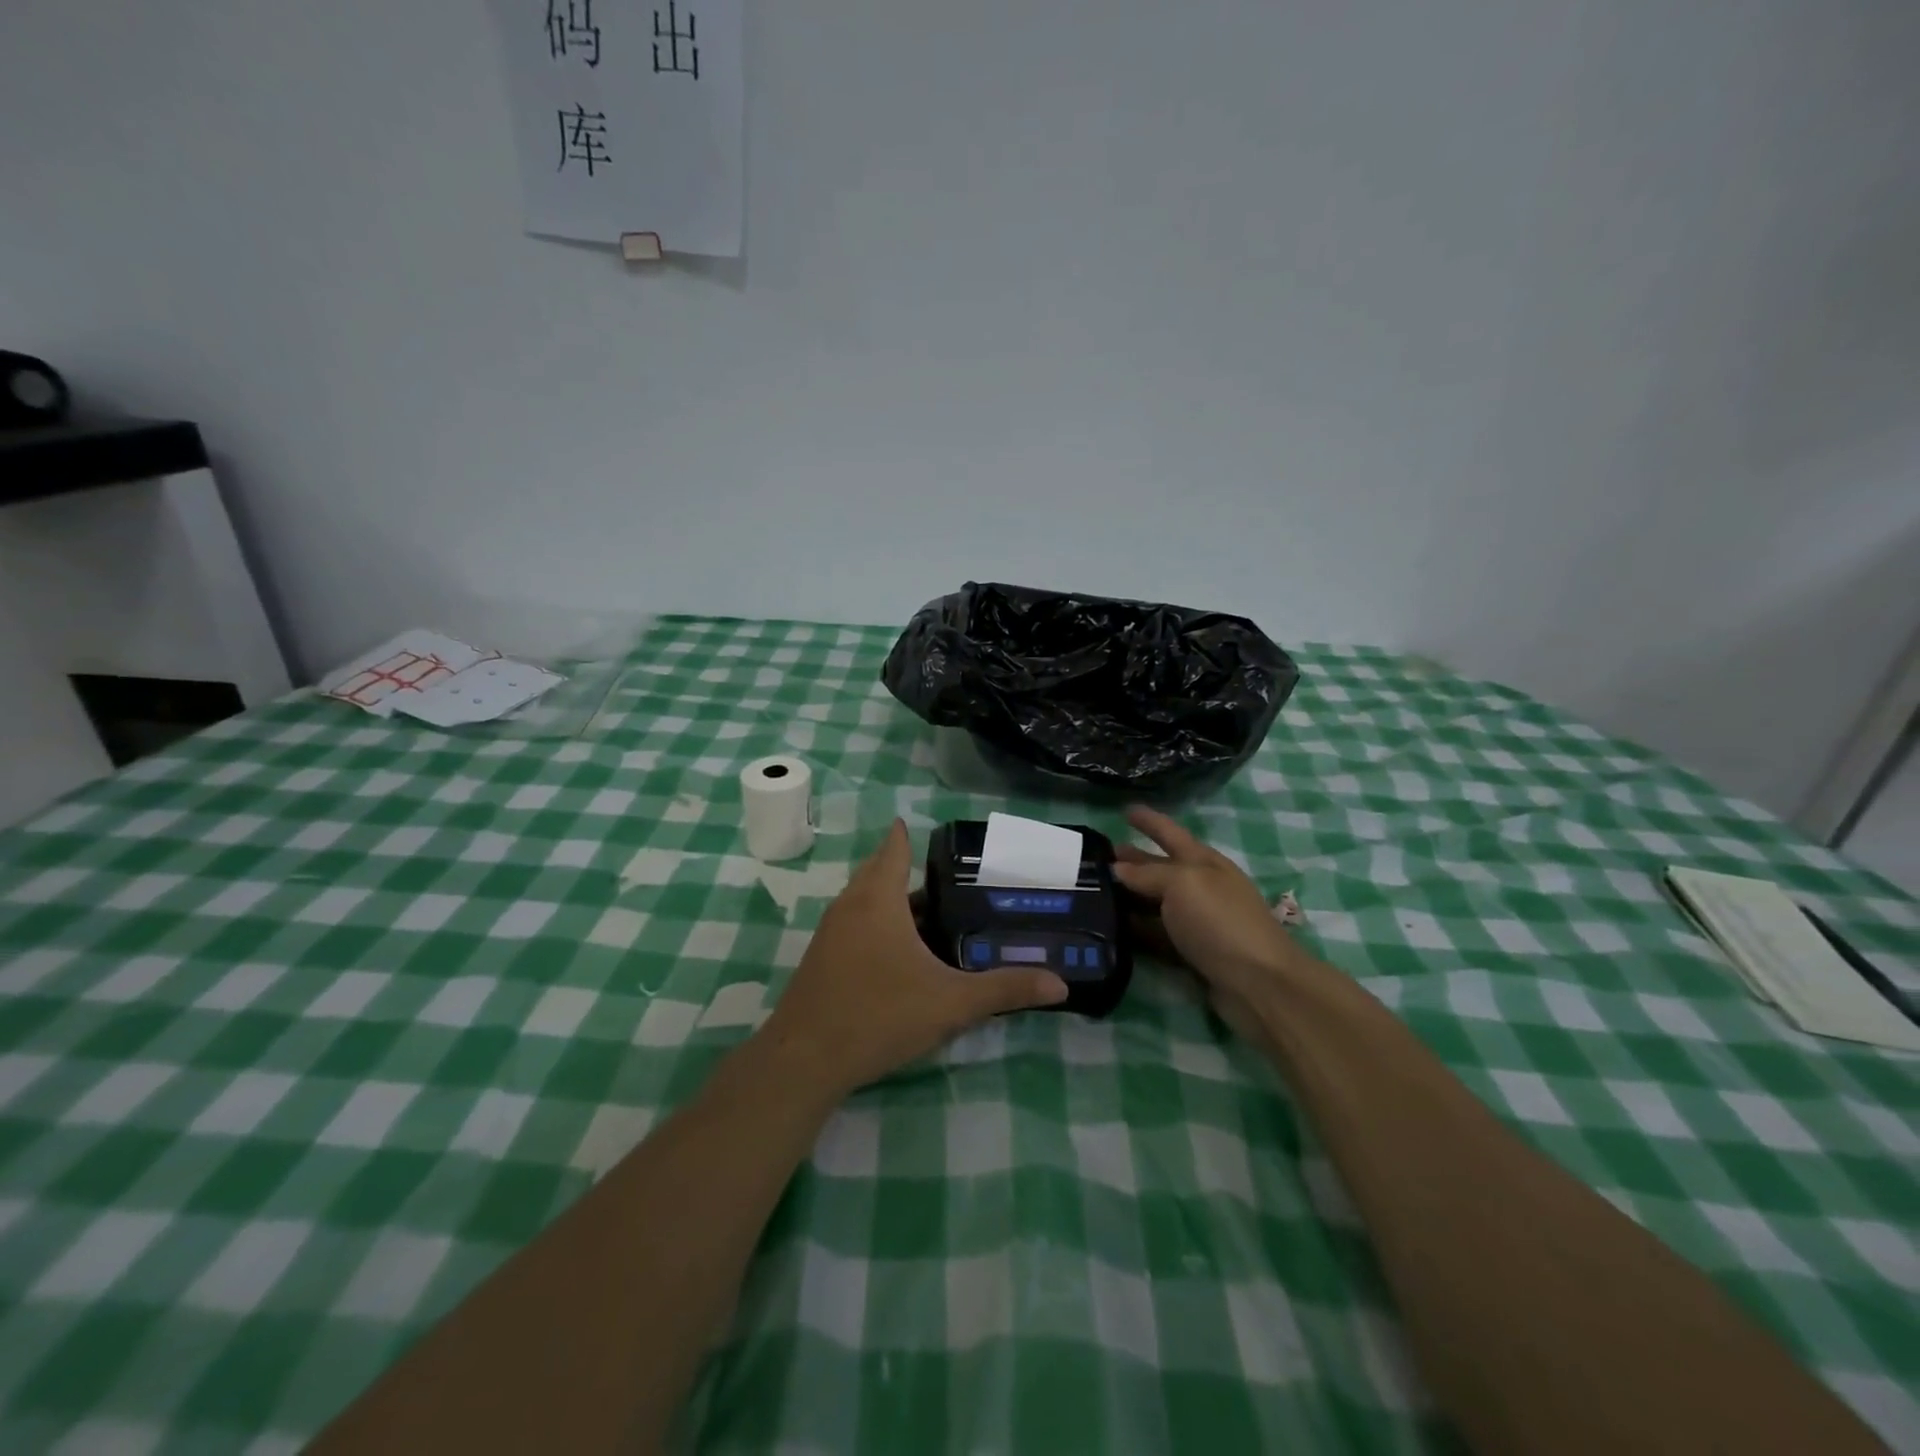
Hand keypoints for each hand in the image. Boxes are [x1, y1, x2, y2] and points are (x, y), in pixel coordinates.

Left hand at [759, 820, 1068, 1097]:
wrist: (804, 1061)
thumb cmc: (879, 1015)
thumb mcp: (950, 1003)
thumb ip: (1004, 989)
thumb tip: (1059, 985)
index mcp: (877, 900)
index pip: (893, 848)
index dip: (908, 835)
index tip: (932, 830)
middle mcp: (849, 906)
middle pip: (877, 871)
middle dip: (905, 868)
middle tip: (946, 876)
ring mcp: (829, 933)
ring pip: (863, 900)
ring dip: (891, 899)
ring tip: (929, 913)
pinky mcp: (820, 959)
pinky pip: (853, 925)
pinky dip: (876, 923)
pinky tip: (898, 953)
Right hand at [1112, 806, 1305, 1038]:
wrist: (1258, 983)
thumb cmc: (1220, 921)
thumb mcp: (1183, 884)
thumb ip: (1148, 873)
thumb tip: (1118, 868)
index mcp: (1203, 862)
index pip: (1170, 833)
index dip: (1149, 821)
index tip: (1125, 810)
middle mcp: (1201, 888)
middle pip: (1160, 868)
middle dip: (1133, 860)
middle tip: (1097, 858)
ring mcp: (1197, 922)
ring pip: (1155, 903)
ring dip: (1129, 896)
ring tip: (1095, 892)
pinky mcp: (1191, 953)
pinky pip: (1156, 935)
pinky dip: (1136, 930)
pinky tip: (1112, 928)